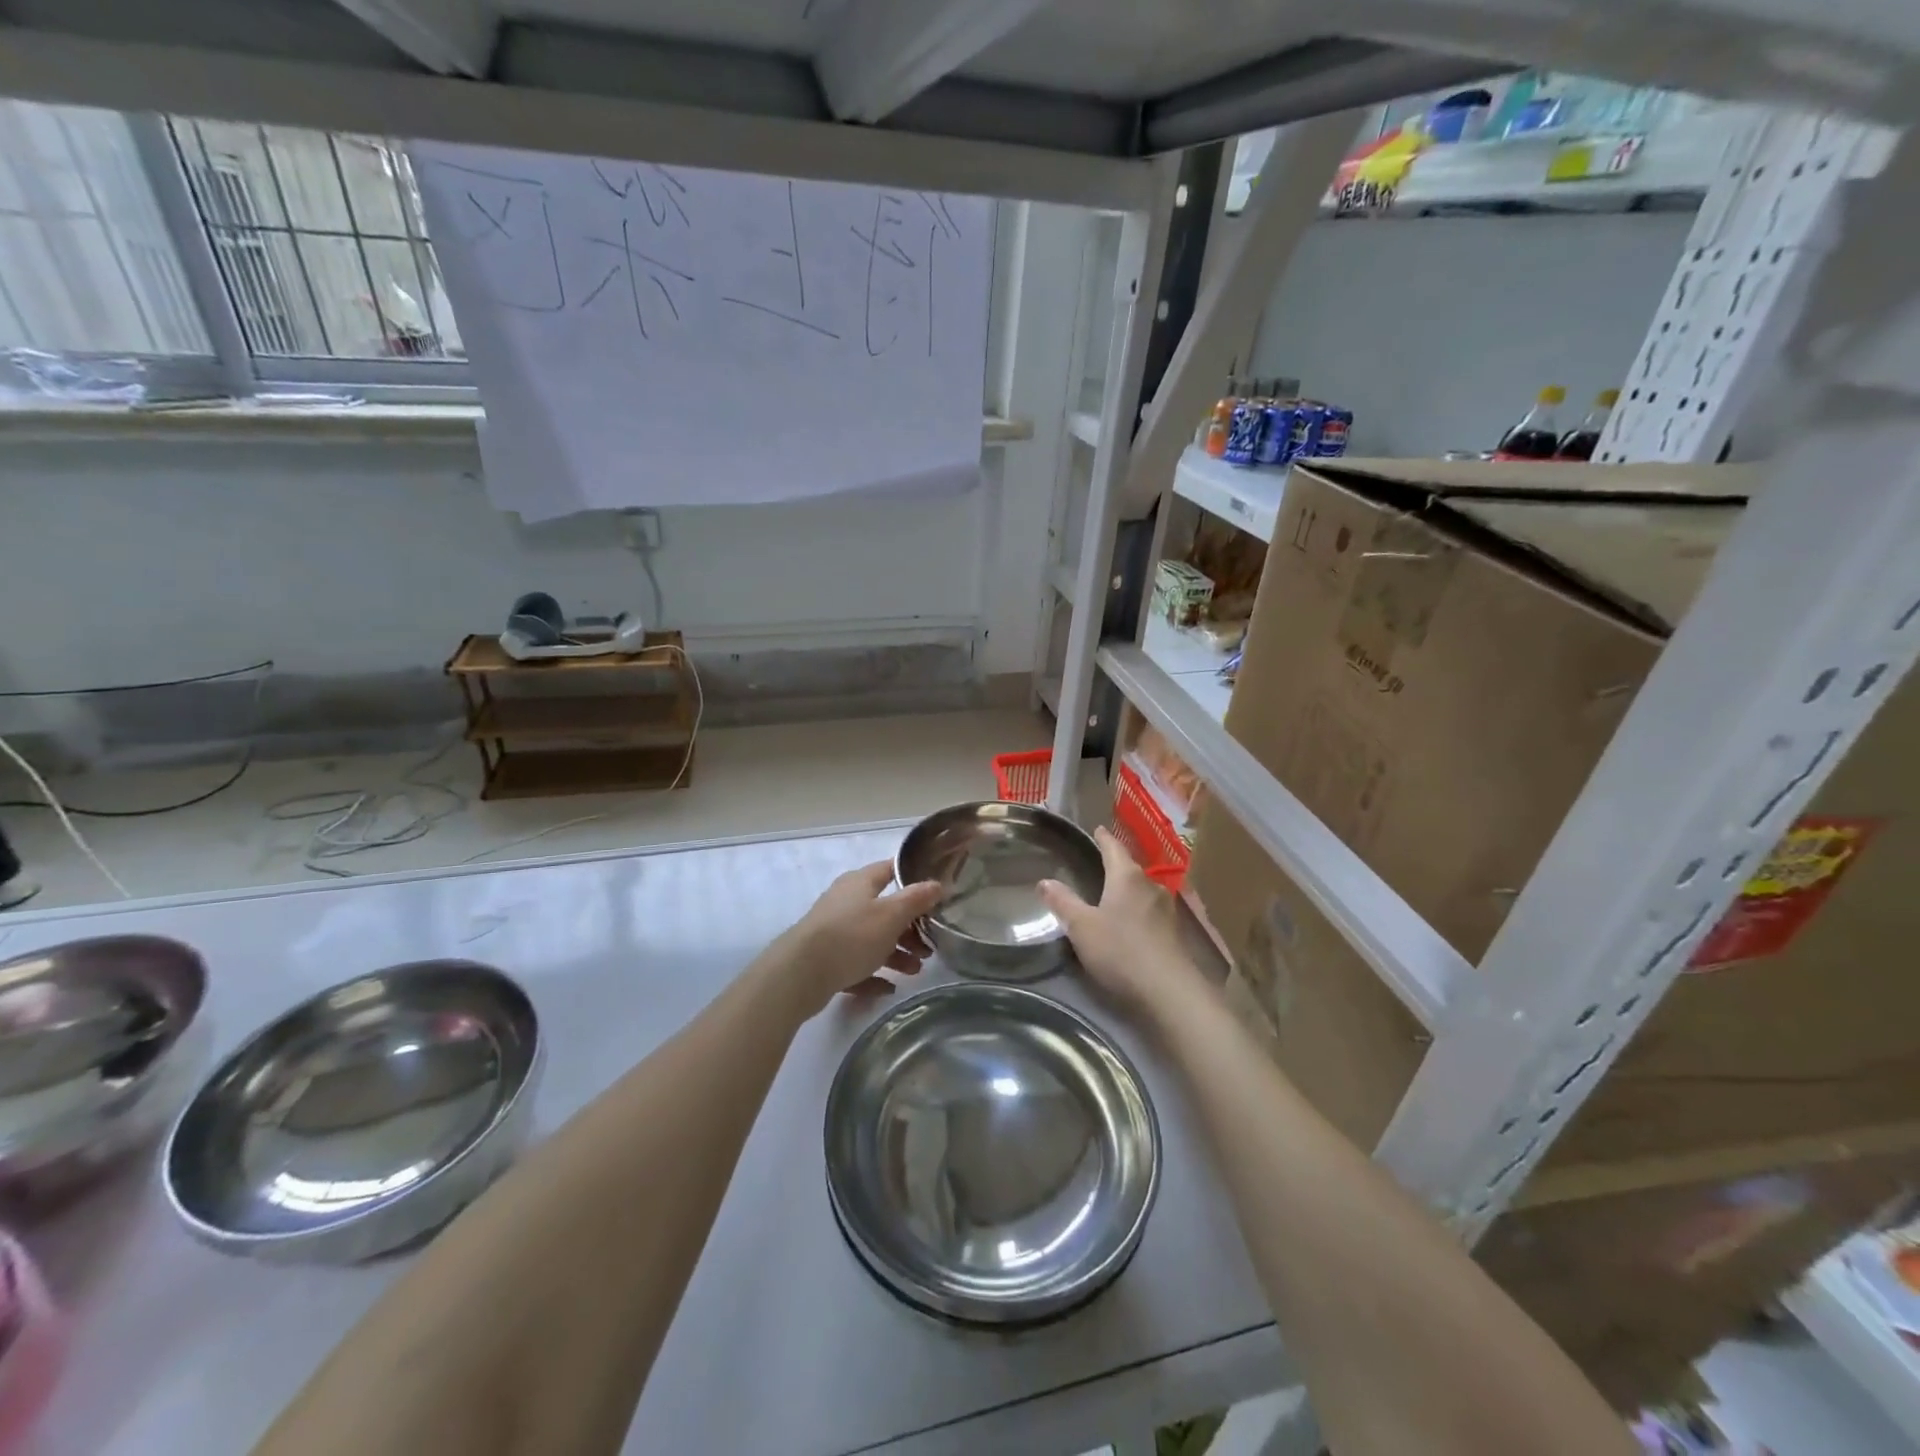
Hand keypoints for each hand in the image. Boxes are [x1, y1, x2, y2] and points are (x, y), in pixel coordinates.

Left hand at [774, 862, 944, 1016]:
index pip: (890, 869)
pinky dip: (873, 974)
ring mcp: (834, 931)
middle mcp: (846, 902)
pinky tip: (888, 988)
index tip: (936, 893)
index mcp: (860, 883)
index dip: (913, 877)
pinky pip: (856, 964)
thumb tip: (936, 884)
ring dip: (896, 953)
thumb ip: (915, 899)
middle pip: (884, 909)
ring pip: (872, 939)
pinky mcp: (826, 959)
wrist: (800, 974)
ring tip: (914, 972)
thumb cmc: (851, 936)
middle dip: (909, 928)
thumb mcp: (891, 915)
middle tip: (928, 947)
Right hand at [1039, 827, 1204, 1018]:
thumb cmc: (1120, 950)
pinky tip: (1129, 922)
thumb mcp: (1082, 927)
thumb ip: (1063, 902)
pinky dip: (1136, 911)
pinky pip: (1149, 912)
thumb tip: (1044, 880)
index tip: (1097, 829)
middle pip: (1130, 868)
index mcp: (1127, 877)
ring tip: (1111, 893)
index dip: (1103, 838)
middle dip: (1115, 865)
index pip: (1113, 847)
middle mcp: (1150, 886)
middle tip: (1098, 862)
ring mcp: (1166, 910)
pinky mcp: (1173, 934)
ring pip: (1141, 891)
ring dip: (1127, 890)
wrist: (1169, 991)